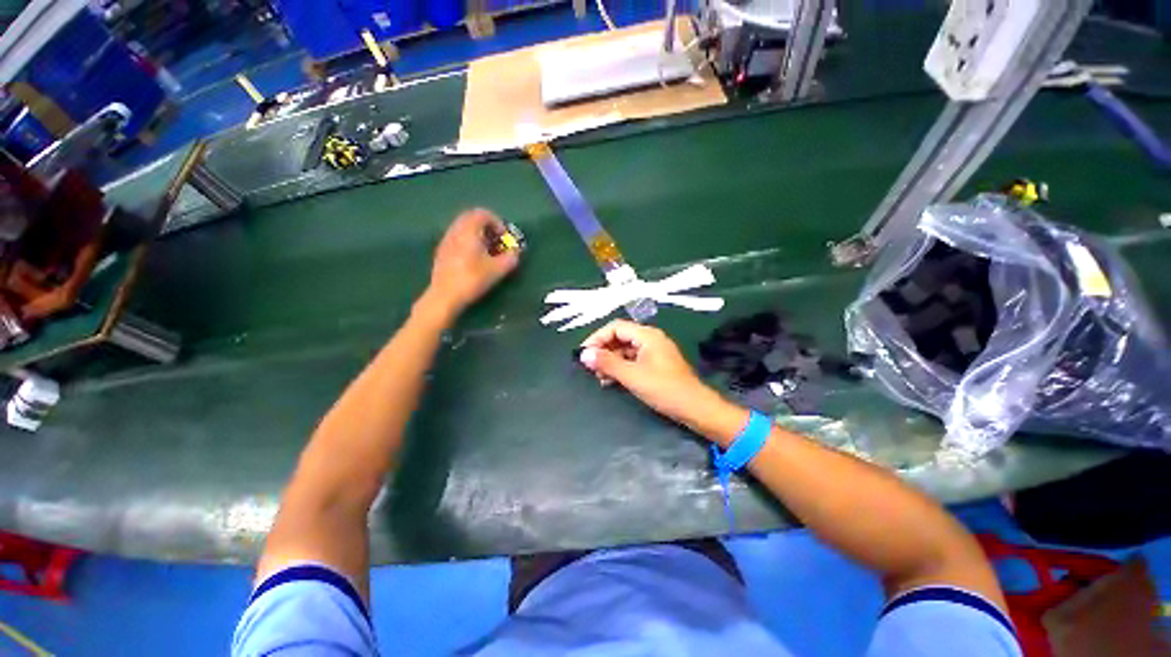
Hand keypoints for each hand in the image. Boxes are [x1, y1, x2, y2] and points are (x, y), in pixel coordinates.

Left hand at [424, 209, 519, 317]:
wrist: (444, 296)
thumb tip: (516, 253)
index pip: (483, 214)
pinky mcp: (442, 252)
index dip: (497, 222)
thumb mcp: (498, 270)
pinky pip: (458, 238)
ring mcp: (446, 241)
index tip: (505, 237)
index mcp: (468, 230)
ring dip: (478, 235)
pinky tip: (475, 260)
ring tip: (488, 251)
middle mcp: (455, 231)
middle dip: (487, 227)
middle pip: (471, 218)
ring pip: (463, 229)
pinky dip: (468, 242)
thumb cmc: (472, 279)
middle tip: (497, 241)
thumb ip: (510, 258)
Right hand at [578, 320, 747, 443]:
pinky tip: (611, 380)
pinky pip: (633, 360)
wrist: (695, 407)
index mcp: (647, 335)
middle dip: (603, 351)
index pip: (615, 327)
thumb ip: (607, 363)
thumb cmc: (664, 388)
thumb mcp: (632, 376)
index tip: (584, 354)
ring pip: (625, 350)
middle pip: (620, 337)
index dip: (597, 338)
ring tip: (599, 377)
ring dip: (611, 361)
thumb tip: (584, 354)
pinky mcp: (655, 365)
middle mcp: (650, 339)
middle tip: (590, 367)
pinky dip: (620, 368)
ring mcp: (654, 352)